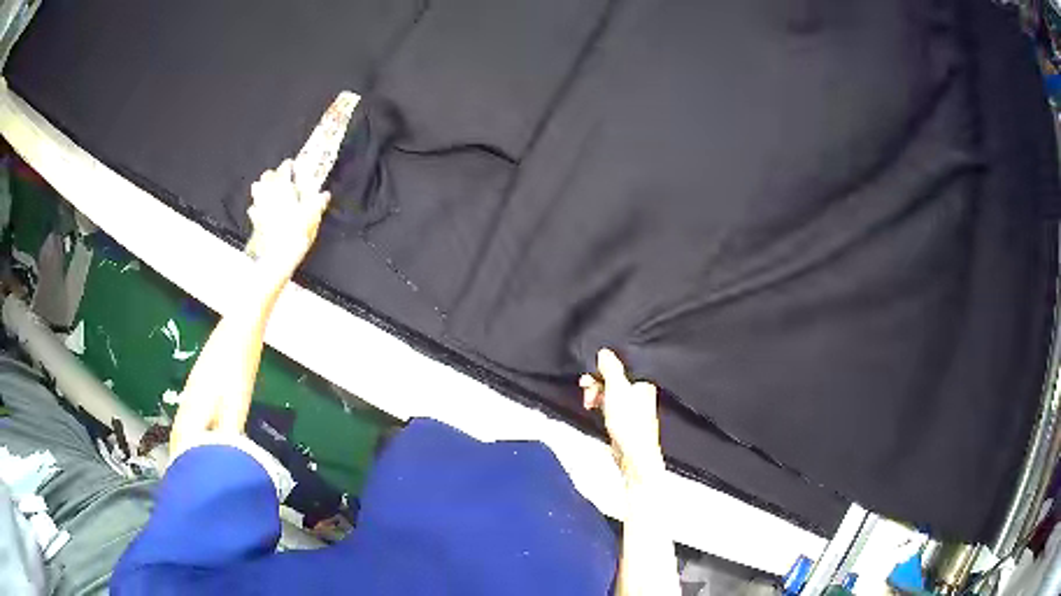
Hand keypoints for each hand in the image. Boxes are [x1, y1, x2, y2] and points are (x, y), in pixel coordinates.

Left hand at [247, 159, 330, 284]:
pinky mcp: (253, 220)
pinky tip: (263, 212)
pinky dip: (258, 207)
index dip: (290, 165)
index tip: (293, 166)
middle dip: (274, 175)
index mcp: (283, 186)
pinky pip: (253, 208)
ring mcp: (258, 206)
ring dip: (263, 188)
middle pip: (267, 176)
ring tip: (270, 193)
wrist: (276, 257)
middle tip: (282, 180)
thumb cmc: (295, 232)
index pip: (285, 168)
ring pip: (257, 189)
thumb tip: (324, 194)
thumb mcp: (312, 215)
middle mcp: (268, 192)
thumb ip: (318, 202)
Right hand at [581, 349, 664, 485]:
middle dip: (596, 383)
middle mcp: (639, 392)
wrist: (634, 455)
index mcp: (642, 382)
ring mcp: (631, 407)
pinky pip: (608, 405)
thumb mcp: (617, 390)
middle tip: (586, 390)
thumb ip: (611, 369)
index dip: (602, 369)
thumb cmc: (630, 423)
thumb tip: (604, 352)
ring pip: (609, 392)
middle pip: (613, 379)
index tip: (589, 374)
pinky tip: (593, 409)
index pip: (620, 367)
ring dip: (596, 394)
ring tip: (588, 403)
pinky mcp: (623, 419)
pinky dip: (599, 405)